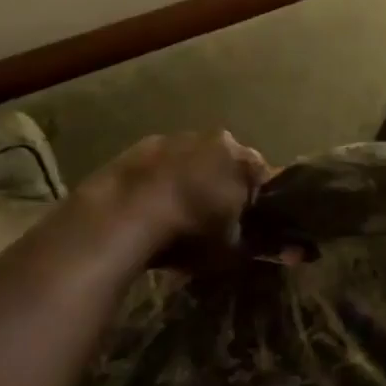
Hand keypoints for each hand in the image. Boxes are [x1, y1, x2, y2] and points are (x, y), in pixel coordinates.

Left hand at [76, 130, 269, 271]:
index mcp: (240, 156)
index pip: (260, 175)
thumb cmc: (190, 229)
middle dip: (219, 185)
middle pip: (222, 162)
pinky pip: (156, 168)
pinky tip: (148, 210)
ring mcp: (170, 139)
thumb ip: (244, 238)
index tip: (247, 221)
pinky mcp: (135, 149)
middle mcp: (210, 138)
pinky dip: (156, 183)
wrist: (125, 216)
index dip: (255, 200)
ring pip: (187, 161)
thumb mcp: (231, 248)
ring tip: (176, 215)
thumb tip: (245, 237)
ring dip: (186, 181)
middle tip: (211, 219)